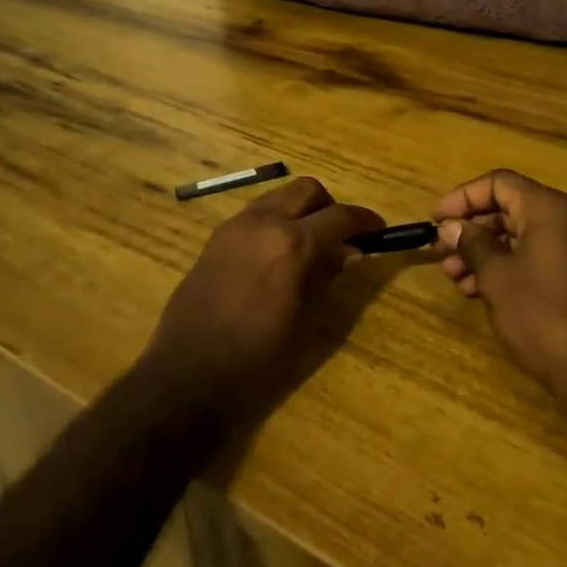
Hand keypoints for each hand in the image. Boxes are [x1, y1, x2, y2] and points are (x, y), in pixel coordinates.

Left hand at [142, 177, 383, 420]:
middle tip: (340, 236)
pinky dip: (274, 222)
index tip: (378, 230)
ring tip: (308, 246)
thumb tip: (349, 252)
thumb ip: (328, 277)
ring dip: (299, 211)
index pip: (340, 216)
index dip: (364, 221)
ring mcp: (235, 227)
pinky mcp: (215, 239)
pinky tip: (275, 256)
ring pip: (278, 197)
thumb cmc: (258, 360)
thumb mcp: (306, 322)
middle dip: (329, 206)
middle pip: (307, 190)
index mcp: (293, 244)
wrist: (188, 377)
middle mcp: (264, 222)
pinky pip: (255, 215)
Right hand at [433, 170, 566, 434]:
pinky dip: (503, 268)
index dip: (462, 197)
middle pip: (507, 208)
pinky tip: (478, 291)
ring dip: (482, 252)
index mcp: (547, 208)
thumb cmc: (543, 315)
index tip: (436, 220)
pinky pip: (531, 258)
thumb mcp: (496, 276)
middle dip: (470, 229)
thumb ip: (471, 244)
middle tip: (440, 252)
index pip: (498, 183)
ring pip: (517, 237)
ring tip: (454, 278)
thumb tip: (451, 226)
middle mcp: (563, 220)